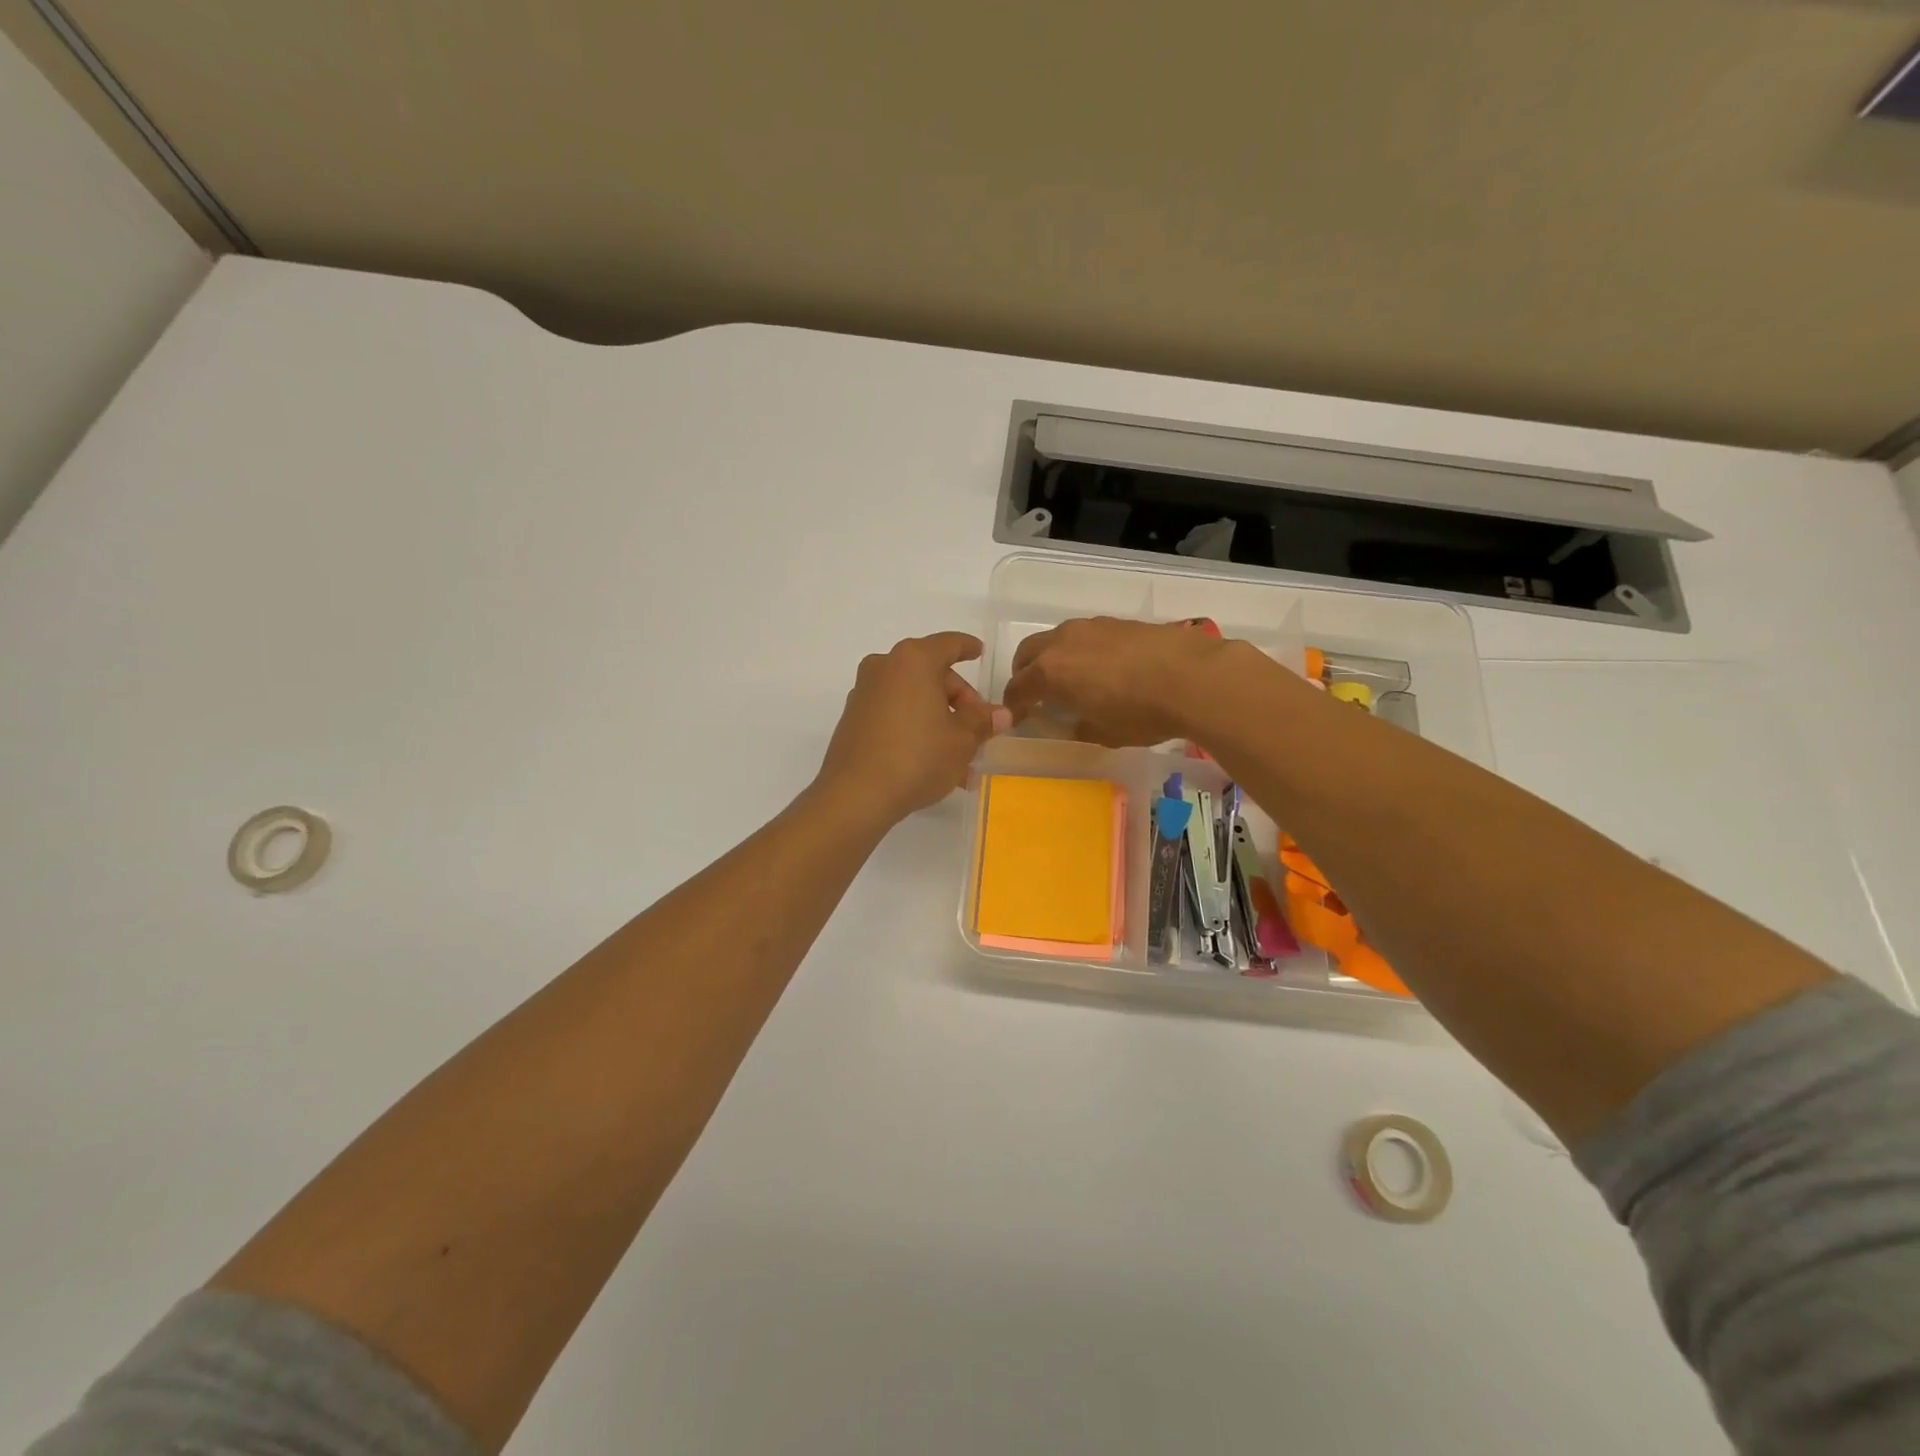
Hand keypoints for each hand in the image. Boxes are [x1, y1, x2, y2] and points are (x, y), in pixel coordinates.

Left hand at [815, 633, 1011, 823]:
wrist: (856, 795)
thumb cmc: (918, 757)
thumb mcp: (962, 740)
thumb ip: (982, 721)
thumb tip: (1001, 714)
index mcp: (914, 660)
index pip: (949, 644)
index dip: (968, 647)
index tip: (980, 653)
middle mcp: (885, 667)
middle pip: (931, 674)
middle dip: (958, 701)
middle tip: (978, 730)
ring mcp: (865, 693)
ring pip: (914, 699)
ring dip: (939, 723)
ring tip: (962, 762)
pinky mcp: (853, 720)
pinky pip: (895, 715)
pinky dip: (916, 730)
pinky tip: (933, 764)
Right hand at [1003, 616, 1234, 746]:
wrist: (1193, 677)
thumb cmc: (1141, 713)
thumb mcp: (1104, 733)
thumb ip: (1078, 727)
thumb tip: (1071, 723)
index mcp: (1051, 672)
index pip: (1018, 687)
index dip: (1014, 705)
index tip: (1018, 718)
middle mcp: (1063, 642)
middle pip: (1028, 653)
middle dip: (1025, 673)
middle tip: (1036, 694)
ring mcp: (1091, 627)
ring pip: (1056, 638)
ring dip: (1053, 658)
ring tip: (1071, 679)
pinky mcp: (1117, 622)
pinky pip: (1085, 635)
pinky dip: (1080, 650)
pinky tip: (1102, 668)